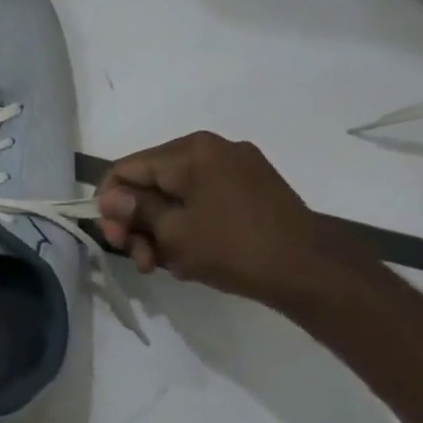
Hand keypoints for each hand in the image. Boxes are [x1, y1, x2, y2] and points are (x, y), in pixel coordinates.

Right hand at [94, 131, 355, 309]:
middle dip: (138, 222)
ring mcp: (237, 169)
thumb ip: (135, 210)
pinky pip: (202, 201)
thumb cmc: (235, 248)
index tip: (114, 240)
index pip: (127, 168)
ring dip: (160, 230)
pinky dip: (187, 225)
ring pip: (176, 195)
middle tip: (139, 261)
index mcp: (190, 151)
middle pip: (151, 182)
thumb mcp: (173, 232)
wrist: (314, 273)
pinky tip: (188, 256)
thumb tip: (109, 198)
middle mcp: (213, 149)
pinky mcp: (253, 190)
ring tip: (163, 266)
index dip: (109, 203)